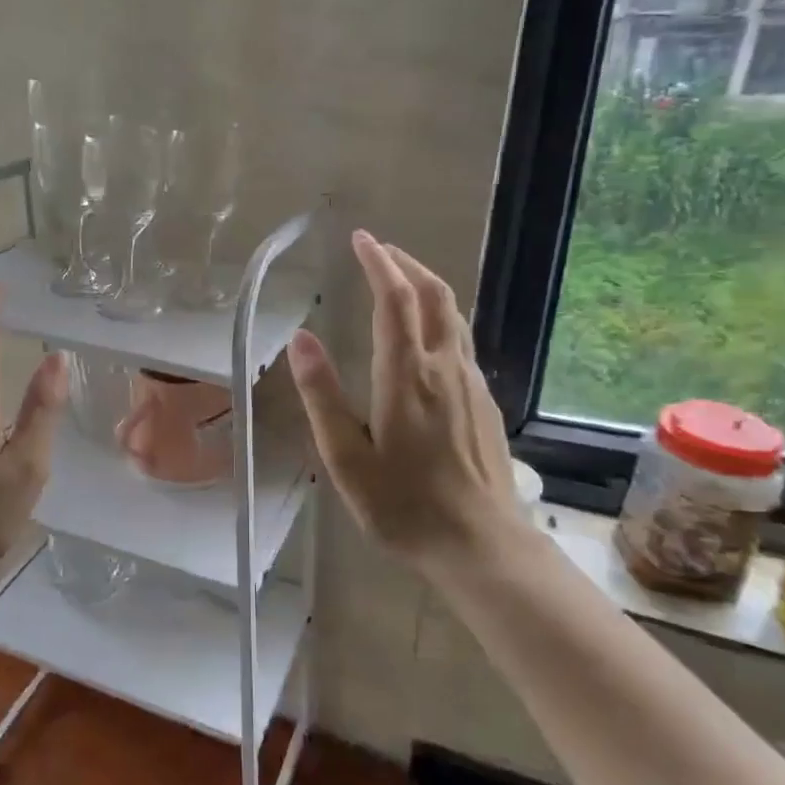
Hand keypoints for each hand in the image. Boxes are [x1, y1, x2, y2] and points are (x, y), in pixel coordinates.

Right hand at [286, 231, 517, 573]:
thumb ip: (322, 394)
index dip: (379, 262)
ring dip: (427, 286)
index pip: (395, 299)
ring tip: (401, 279)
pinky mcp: (484, 402)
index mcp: (406, 375)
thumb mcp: (346, 456)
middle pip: (434, 295)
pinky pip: (461, 340)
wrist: (480, 545)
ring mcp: (470, 383)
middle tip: (380, 249)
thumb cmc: (402, 505)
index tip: (361, 239)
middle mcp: (444, 367)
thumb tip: (300, 338)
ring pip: (453, 315)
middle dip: (407, 263)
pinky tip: (425, 334)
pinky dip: (439, 316)